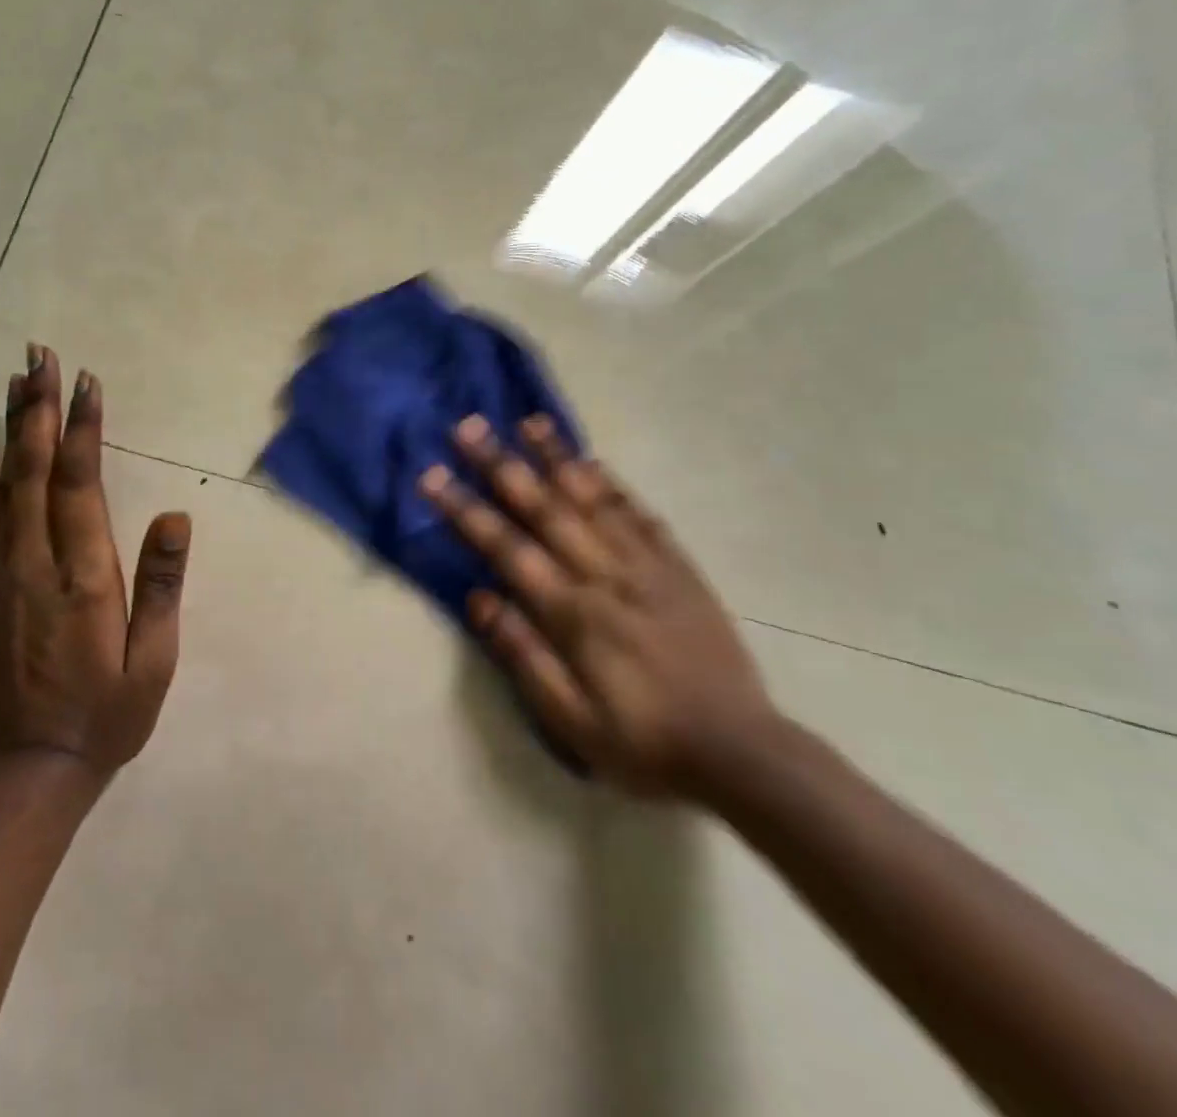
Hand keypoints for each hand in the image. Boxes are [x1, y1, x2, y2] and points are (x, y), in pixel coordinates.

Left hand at [0, 344, 190, 780]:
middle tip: (40, 356)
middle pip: (36, 470)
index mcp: (84, 575)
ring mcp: (2, 577)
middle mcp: (36, 563)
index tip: (84, 381)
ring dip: (12, 432)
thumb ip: (161, 586)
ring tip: (14, 383)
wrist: (28, 773)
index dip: (83, 429)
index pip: (80, 484)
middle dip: (41, 409)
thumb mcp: (153, 661)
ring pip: (4, 489)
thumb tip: (175, 516)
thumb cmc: (106, 717)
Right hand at [420, 414, 778, 799]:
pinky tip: (594, 463)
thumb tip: (478, 599)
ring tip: (529, 422)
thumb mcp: (571, 721)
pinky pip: (643, 517)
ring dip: (558, 458)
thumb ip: (523, 655)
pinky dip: (615, 486)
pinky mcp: (681, 571)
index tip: (434, 476)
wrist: (742, 755)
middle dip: (502, 465)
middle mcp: (607, 577)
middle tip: (470, 427)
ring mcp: (648, 568)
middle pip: (546, 509)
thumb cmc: (643, 744)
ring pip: (595, 500)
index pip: (507, 548)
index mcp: (574, 614)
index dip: (466, 510)